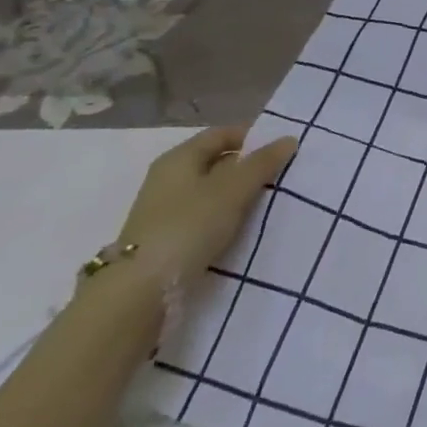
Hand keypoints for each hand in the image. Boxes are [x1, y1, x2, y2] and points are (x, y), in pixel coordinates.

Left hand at [114, 124, 298, 292]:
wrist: (138, 293)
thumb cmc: (188, 226)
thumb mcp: (233, 189)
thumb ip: (262, 163)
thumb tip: (289, 139)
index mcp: (179, 158)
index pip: (221, 134)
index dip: (252, 137)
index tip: (280, 149)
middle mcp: (168, 179)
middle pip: (216, 162)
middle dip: (248, 168)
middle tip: (280, 177)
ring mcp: (164, 211)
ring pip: (211, 192)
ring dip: (238, 196)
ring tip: (267, 204)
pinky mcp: (166, 240)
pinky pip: (204, 218)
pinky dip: (224, 218)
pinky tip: (242, 230)